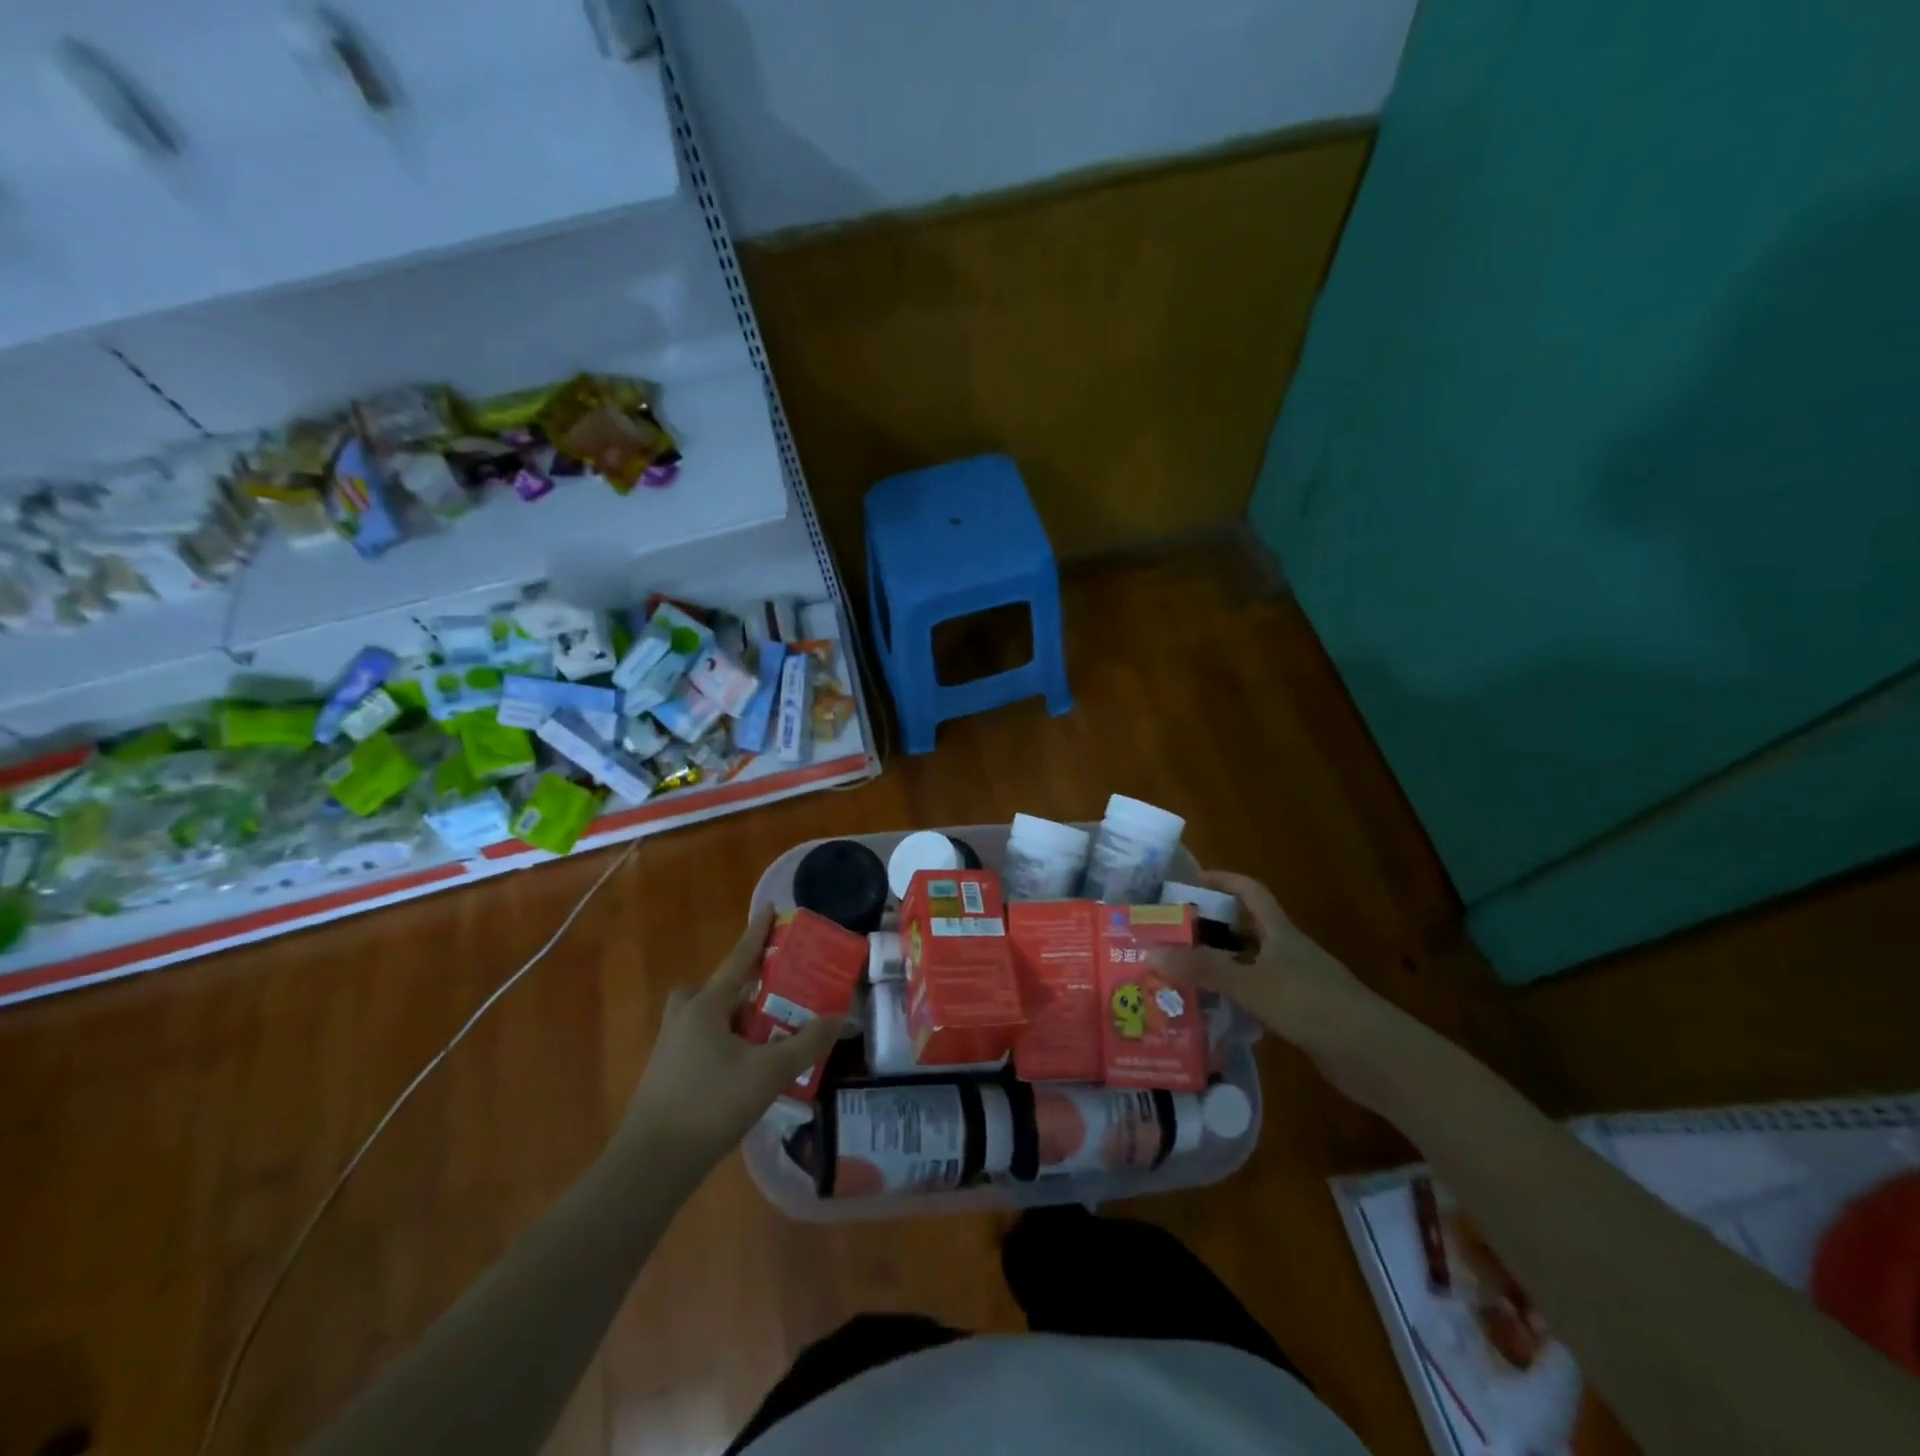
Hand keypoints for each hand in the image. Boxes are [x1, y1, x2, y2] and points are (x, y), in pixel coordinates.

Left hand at [624, 906, 840, 1173]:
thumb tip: (841, 1017)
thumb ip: (806, 1043)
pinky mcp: (667, 1074)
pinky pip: (702, 1041)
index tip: (770, 908)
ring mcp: (671, 1046)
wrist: (651, 1165)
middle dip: (747, 986)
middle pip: (719, 988)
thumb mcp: (768, 1072)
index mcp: (706, 1005)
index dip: (758, 933)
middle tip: (776, 994)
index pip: (739, 959)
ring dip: (736, 1018)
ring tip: (768, 1035)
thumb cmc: (711, 1105)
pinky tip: (747, 1069)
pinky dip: (726, 1043)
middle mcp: (685, 1017)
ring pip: (709, 1017)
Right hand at [1152, 872, 1395, 1104]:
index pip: (1251, 891)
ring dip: (1220, 967)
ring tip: (1180, 974)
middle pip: (1246, 928)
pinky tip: (1213, 1014)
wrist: (1376, 1056)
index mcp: (1280, 932)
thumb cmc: (1312, 1005)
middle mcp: (1288, 952)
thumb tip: (1150, 952)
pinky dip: (1235, 1000)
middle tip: (1171, 935)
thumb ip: (1203, 969)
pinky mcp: (1301, 1016)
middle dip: (1211, 928)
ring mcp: (1297, 984)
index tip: (1190, 880)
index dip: (1223, 880)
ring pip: (1250, 965)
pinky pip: (1258, 997)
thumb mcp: (1251, 984)